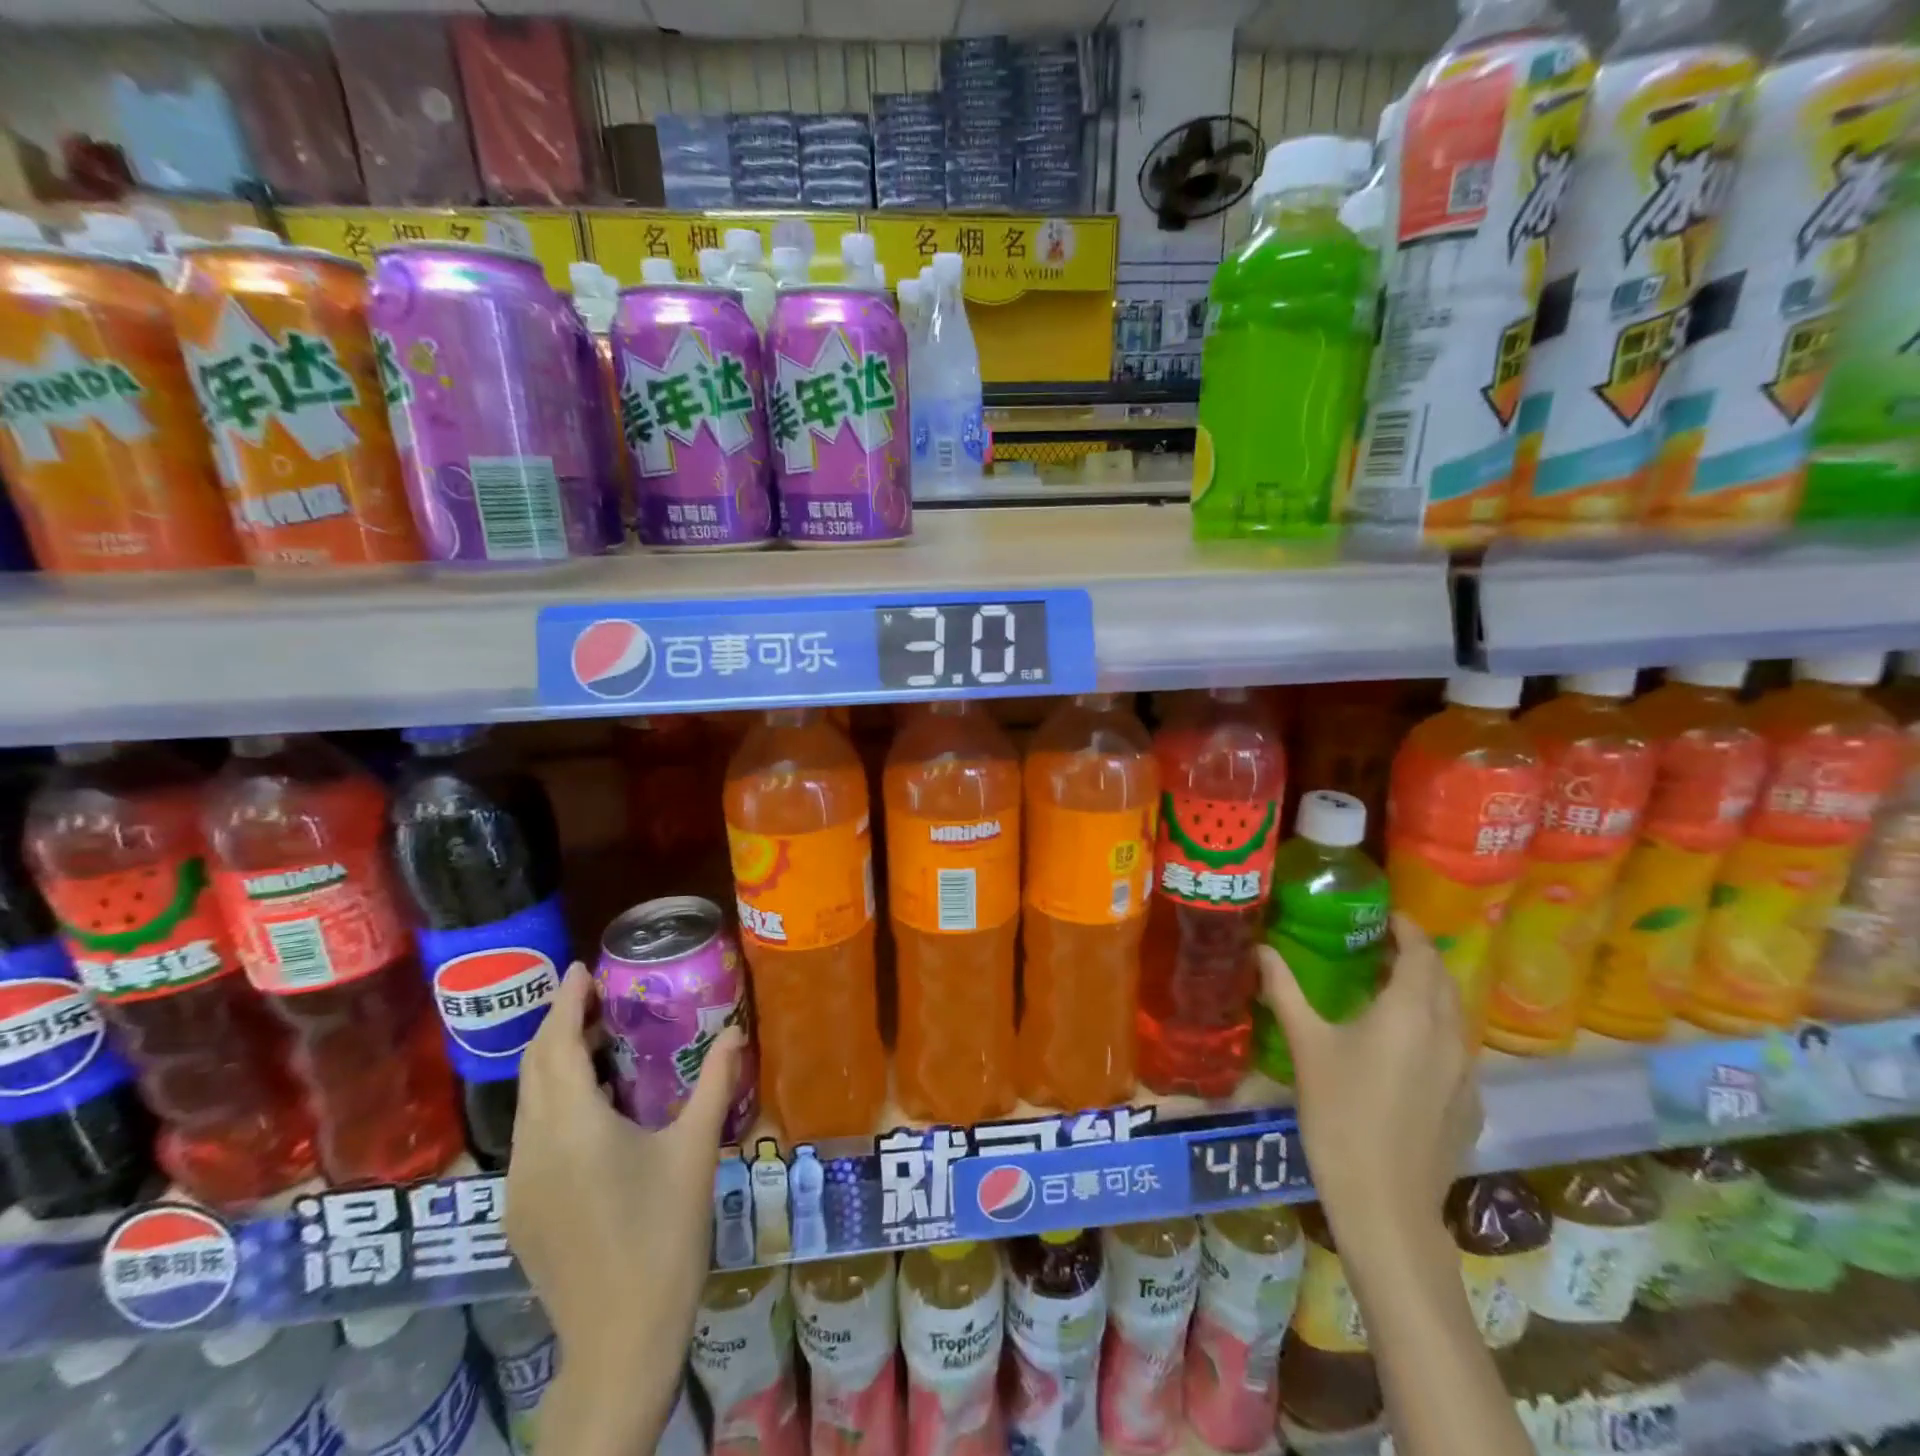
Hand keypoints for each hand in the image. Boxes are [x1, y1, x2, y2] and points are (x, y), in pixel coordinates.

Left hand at [506, 962, 743, 1451]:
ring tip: (597, 1045)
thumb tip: (736, 1032)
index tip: (581, 968)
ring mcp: (519, 1184)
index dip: (565, 1002)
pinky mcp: (519, 1212)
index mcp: (573, 1127)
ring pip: (528, 1104)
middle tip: (596, 999)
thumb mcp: (696, 1151)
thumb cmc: (664, 1234)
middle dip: (559, 1026)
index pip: (556, 1046)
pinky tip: (591, 1112)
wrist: (620, 1339)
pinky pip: (530, 1135)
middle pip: (535, 1069)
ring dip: (554, 1065)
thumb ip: (716, 1084)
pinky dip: (553, 1102)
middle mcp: (533, 1147)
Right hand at [1258, 914, 1480, 1259]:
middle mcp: (1447, 1033)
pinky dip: (1436, 1032)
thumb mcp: (1306, 1045)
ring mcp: (1465, 1072)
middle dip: (1419, 957)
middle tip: (1381, 949)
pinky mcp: (1470, 1105)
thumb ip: (1284, 991)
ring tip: (1391, 992)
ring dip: (1430, 994)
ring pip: (1455, 1015)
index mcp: (1409, 1011)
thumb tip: (1260, 949)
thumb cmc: (1340, 1112)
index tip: (1384, 916)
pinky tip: (1407, 1052)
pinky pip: (1458, 1051)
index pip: (1421, 952)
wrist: (1385, 1201)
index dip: (1407, 928)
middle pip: (1444, 979)